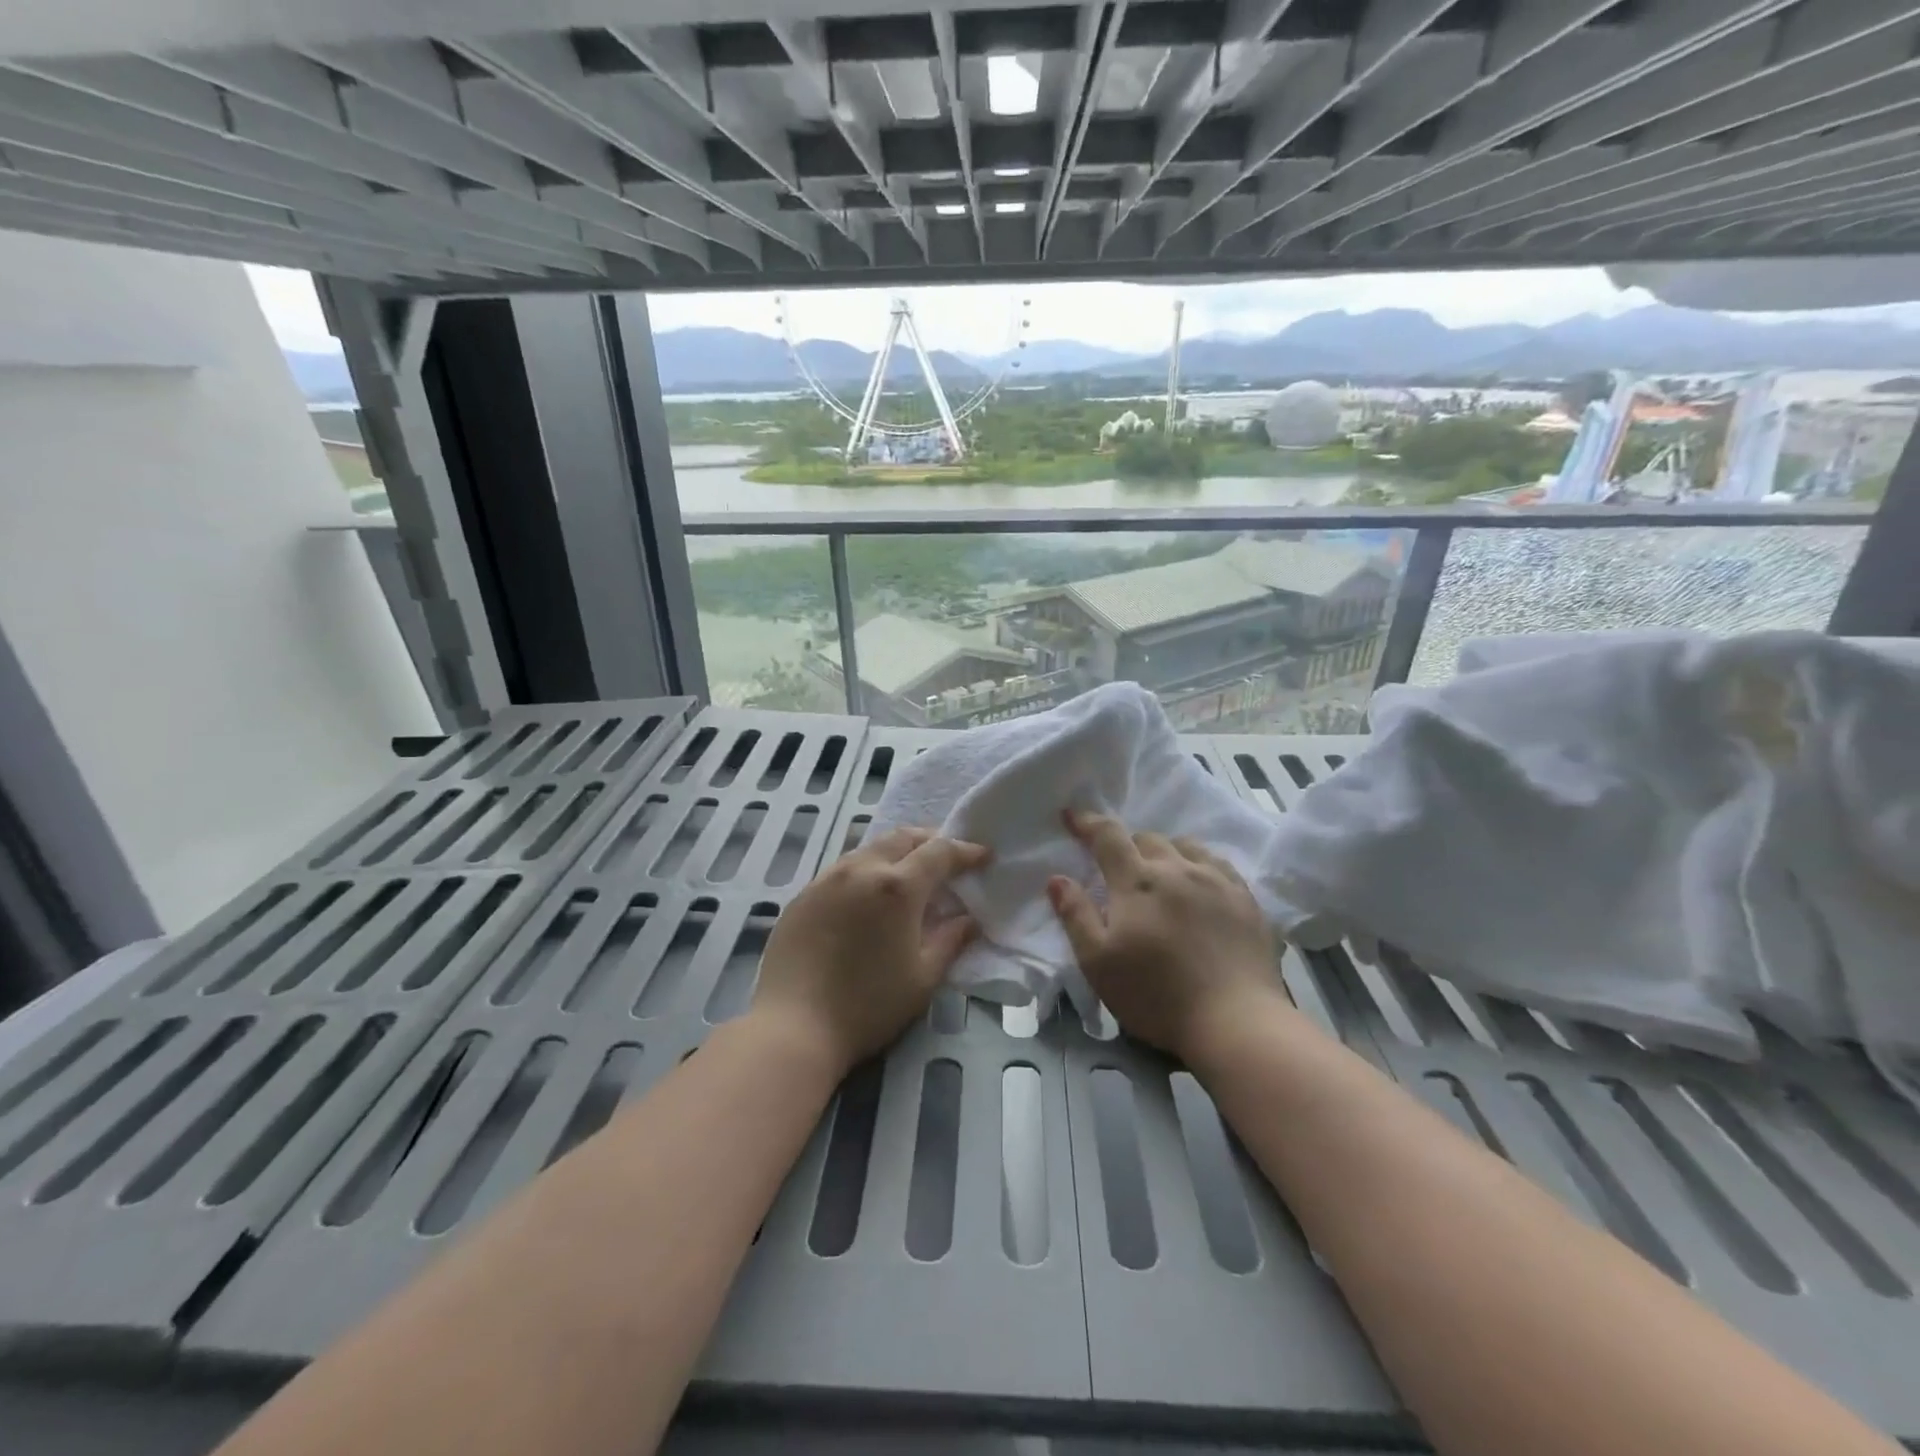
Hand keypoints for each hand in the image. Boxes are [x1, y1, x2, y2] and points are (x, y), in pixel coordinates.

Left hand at [752, 827, 989, 1075]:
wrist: (792, 1027)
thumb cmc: (868, 1006)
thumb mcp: (923, 979)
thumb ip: (951, 941)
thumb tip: (969, 919)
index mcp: (897, 887)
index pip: (939, 852)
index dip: (965, 851)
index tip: (983, 856)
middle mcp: (861, 870)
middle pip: (902, 838)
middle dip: (930, 841)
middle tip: (948, 858)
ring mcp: (826, 879)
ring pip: (870, 849)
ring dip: (896, 853)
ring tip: (910, 875)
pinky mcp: (803, 895)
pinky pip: (843, 869)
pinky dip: (867, 870)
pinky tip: (869, 896)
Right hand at [1047, 810, 1287, 1062]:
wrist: (1235, 1021)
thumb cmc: (1156, 995)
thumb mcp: (1098, 962)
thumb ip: (1075, 915)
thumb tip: (1057, 878)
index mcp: (1137, 882)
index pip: (1107, 836)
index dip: (1087, 822)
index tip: (1072, 815)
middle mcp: (1177, 869)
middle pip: (1147, 838)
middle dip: (1126, 844)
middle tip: (1118, 867)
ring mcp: (1216, 881)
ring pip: (1184, 846)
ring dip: (1165, 851)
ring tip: (1160, 872)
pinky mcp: (1246, 899)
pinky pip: (1218, 863)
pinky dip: (1199, 864)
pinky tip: (1200, 883)